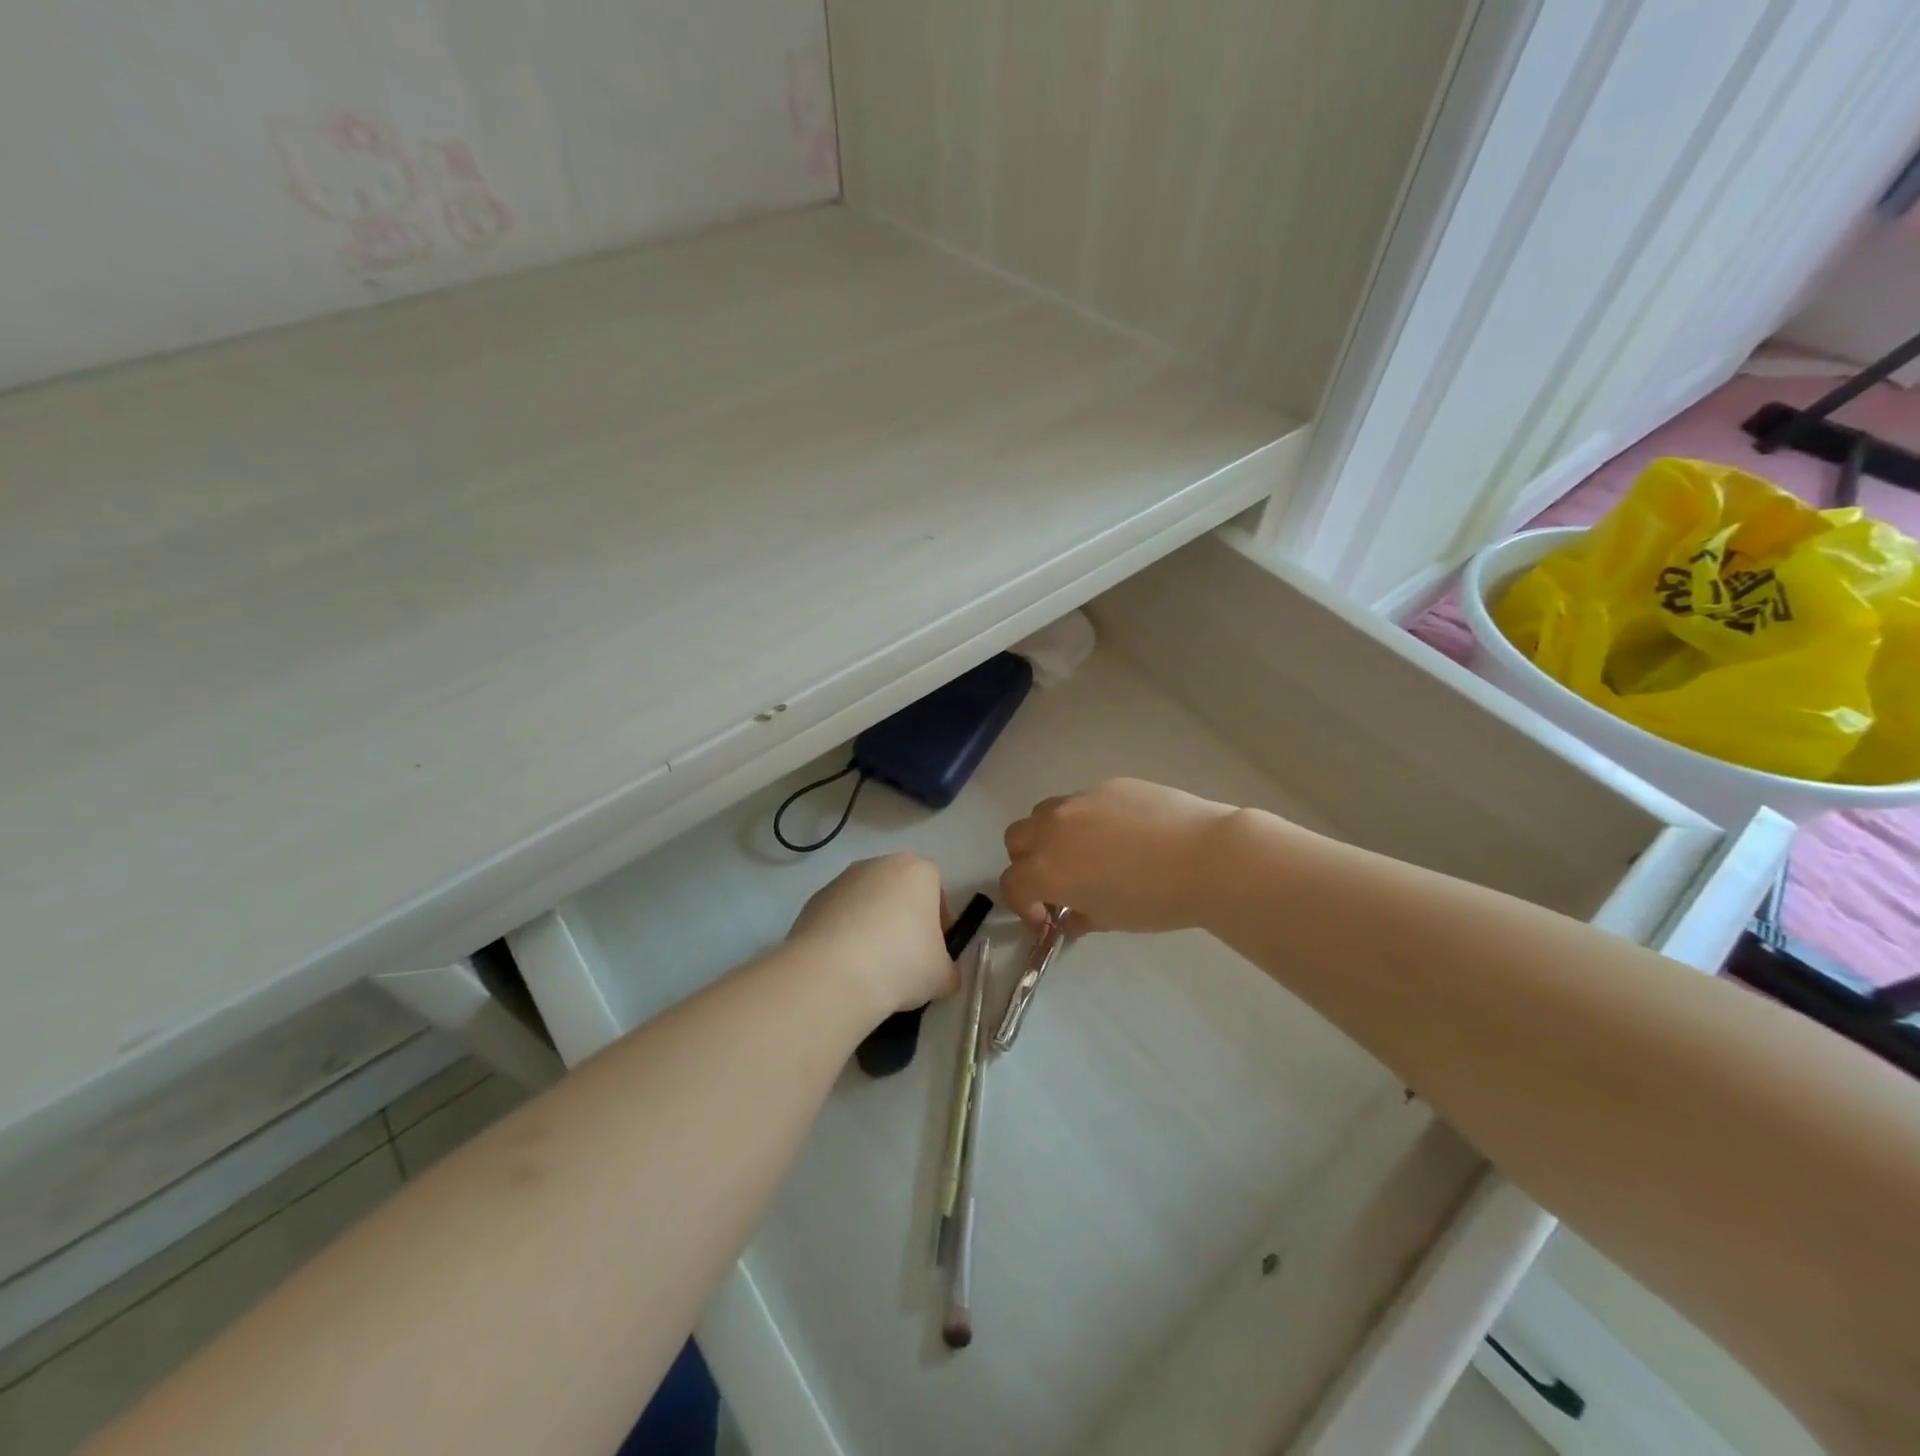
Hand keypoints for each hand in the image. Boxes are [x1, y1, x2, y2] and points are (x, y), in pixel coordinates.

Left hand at [787, 855, 958, 1015]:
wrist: (832, 974)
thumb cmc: (901, 963)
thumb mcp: (942, 976)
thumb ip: (948, 970)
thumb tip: (942, 975)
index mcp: (917, 871)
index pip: (937, 888)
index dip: (939, 920)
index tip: (934, 950)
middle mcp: (879, 864)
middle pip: (900, 891)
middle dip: (904, 919)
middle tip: (904, 959)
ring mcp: (842, 880)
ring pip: (867, 902)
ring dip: (872, 926)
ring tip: (870, 967)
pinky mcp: (814, 901)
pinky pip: (839, 917)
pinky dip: (844, 935)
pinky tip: (844, 966)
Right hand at [1001, 778, 1240, 932]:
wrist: (1205, 856)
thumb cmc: (1156, 900)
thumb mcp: (1111, 920)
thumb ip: (1079, 916)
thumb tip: (1070, 916)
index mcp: (1048, 867)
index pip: (1012, 883)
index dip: (1023, 905)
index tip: (1047, 918)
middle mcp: (1053, 828)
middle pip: (1017, 839)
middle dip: (1027, 862)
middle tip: (1056, 881)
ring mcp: (1081, 800)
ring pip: (1045, 813)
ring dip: (1050, 835)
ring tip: (1085, 852)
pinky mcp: (1109, 785)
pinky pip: (1084, 802)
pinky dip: (1088, 819)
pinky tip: (1125, 835)